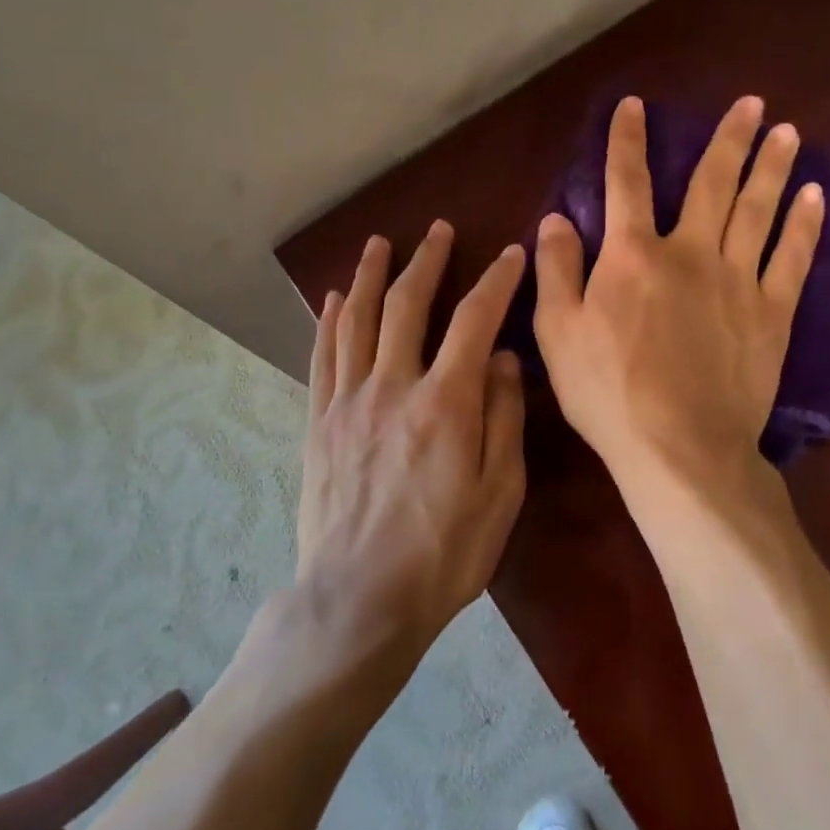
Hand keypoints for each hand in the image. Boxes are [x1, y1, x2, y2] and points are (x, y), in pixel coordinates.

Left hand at [297, 223, 527, 665]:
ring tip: (378, 244)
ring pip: (357, 320)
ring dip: (370, 276)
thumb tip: (504, 358)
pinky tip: (332, 298)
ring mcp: (348, 402)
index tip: (510, 253)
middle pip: (407, 305)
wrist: (359, 599)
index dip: (495, 281)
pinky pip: (323, 357)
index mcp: (445, 403)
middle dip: (426, 261)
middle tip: (437, 230)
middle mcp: (392, 387)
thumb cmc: (443, 555)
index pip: (474, 321)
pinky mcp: (319, 423)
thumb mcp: (500, 495)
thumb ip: (504, 419)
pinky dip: (329, 321)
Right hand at [534, 95, 823, 490]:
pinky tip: (815, 198)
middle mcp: (689, 252)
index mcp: (632, 255)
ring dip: (773, 168)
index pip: (625, 183)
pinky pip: (792, 259)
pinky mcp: (771, 314)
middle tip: (752, 103)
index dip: (627, 140)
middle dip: (729, 139)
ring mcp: (737, 280)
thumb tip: (556, 217)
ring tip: (788, 132)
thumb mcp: (557, 331)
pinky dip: (804, 226)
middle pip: (711, 184)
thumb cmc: (606, 390)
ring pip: (758, 211)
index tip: (636, 104)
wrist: (679, 447)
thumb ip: (557, 269)